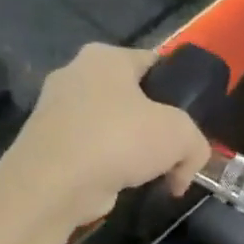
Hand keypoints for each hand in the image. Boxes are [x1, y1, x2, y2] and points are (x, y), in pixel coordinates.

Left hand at [6, 43, 212, 231]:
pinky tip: (124, 187)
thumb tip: (184, 170)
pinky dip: (109, 168)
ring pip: (112, 127)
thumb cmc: (119, 141)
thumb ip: (196, 145)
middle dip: (156, 128)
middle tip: (175, 154)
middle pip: (133, 99)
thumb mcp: (180, 135)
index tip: (193, 119)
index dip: (179, 89)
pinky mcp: (47, 145)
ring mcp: (56, 111)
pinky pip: (92, 151)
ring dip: (134, 153)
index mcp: (105, 57)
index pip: (154, 63)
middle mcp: (76, 75)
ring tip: (153, 177)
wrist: (53, 184)